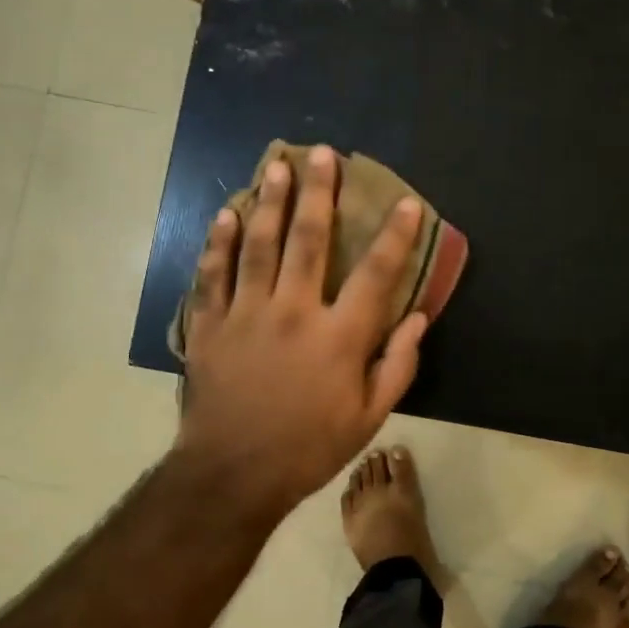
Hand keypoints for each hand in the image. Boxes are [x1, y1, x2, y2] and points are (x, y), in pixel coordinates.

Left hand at [175, 146, 428, 519]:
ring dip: (269, 201)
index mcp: (339, 337)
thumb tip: (418, 318)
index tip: (406, 203)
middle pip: (309, 240)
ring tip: (276, 165)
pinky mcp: (210, 325)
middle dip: (319, 193)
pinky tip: (227, 214)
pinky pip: (213, 274)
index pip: (376, 274)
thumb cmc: (308, 448)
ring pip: (259, 245)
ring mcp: (246, 315)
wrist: (233, 473)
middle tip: (323, 153)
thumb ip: (398, 366)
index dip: (396, 236)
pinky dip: (219, 242)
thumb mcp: (369, 418)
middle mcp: (293, 312)